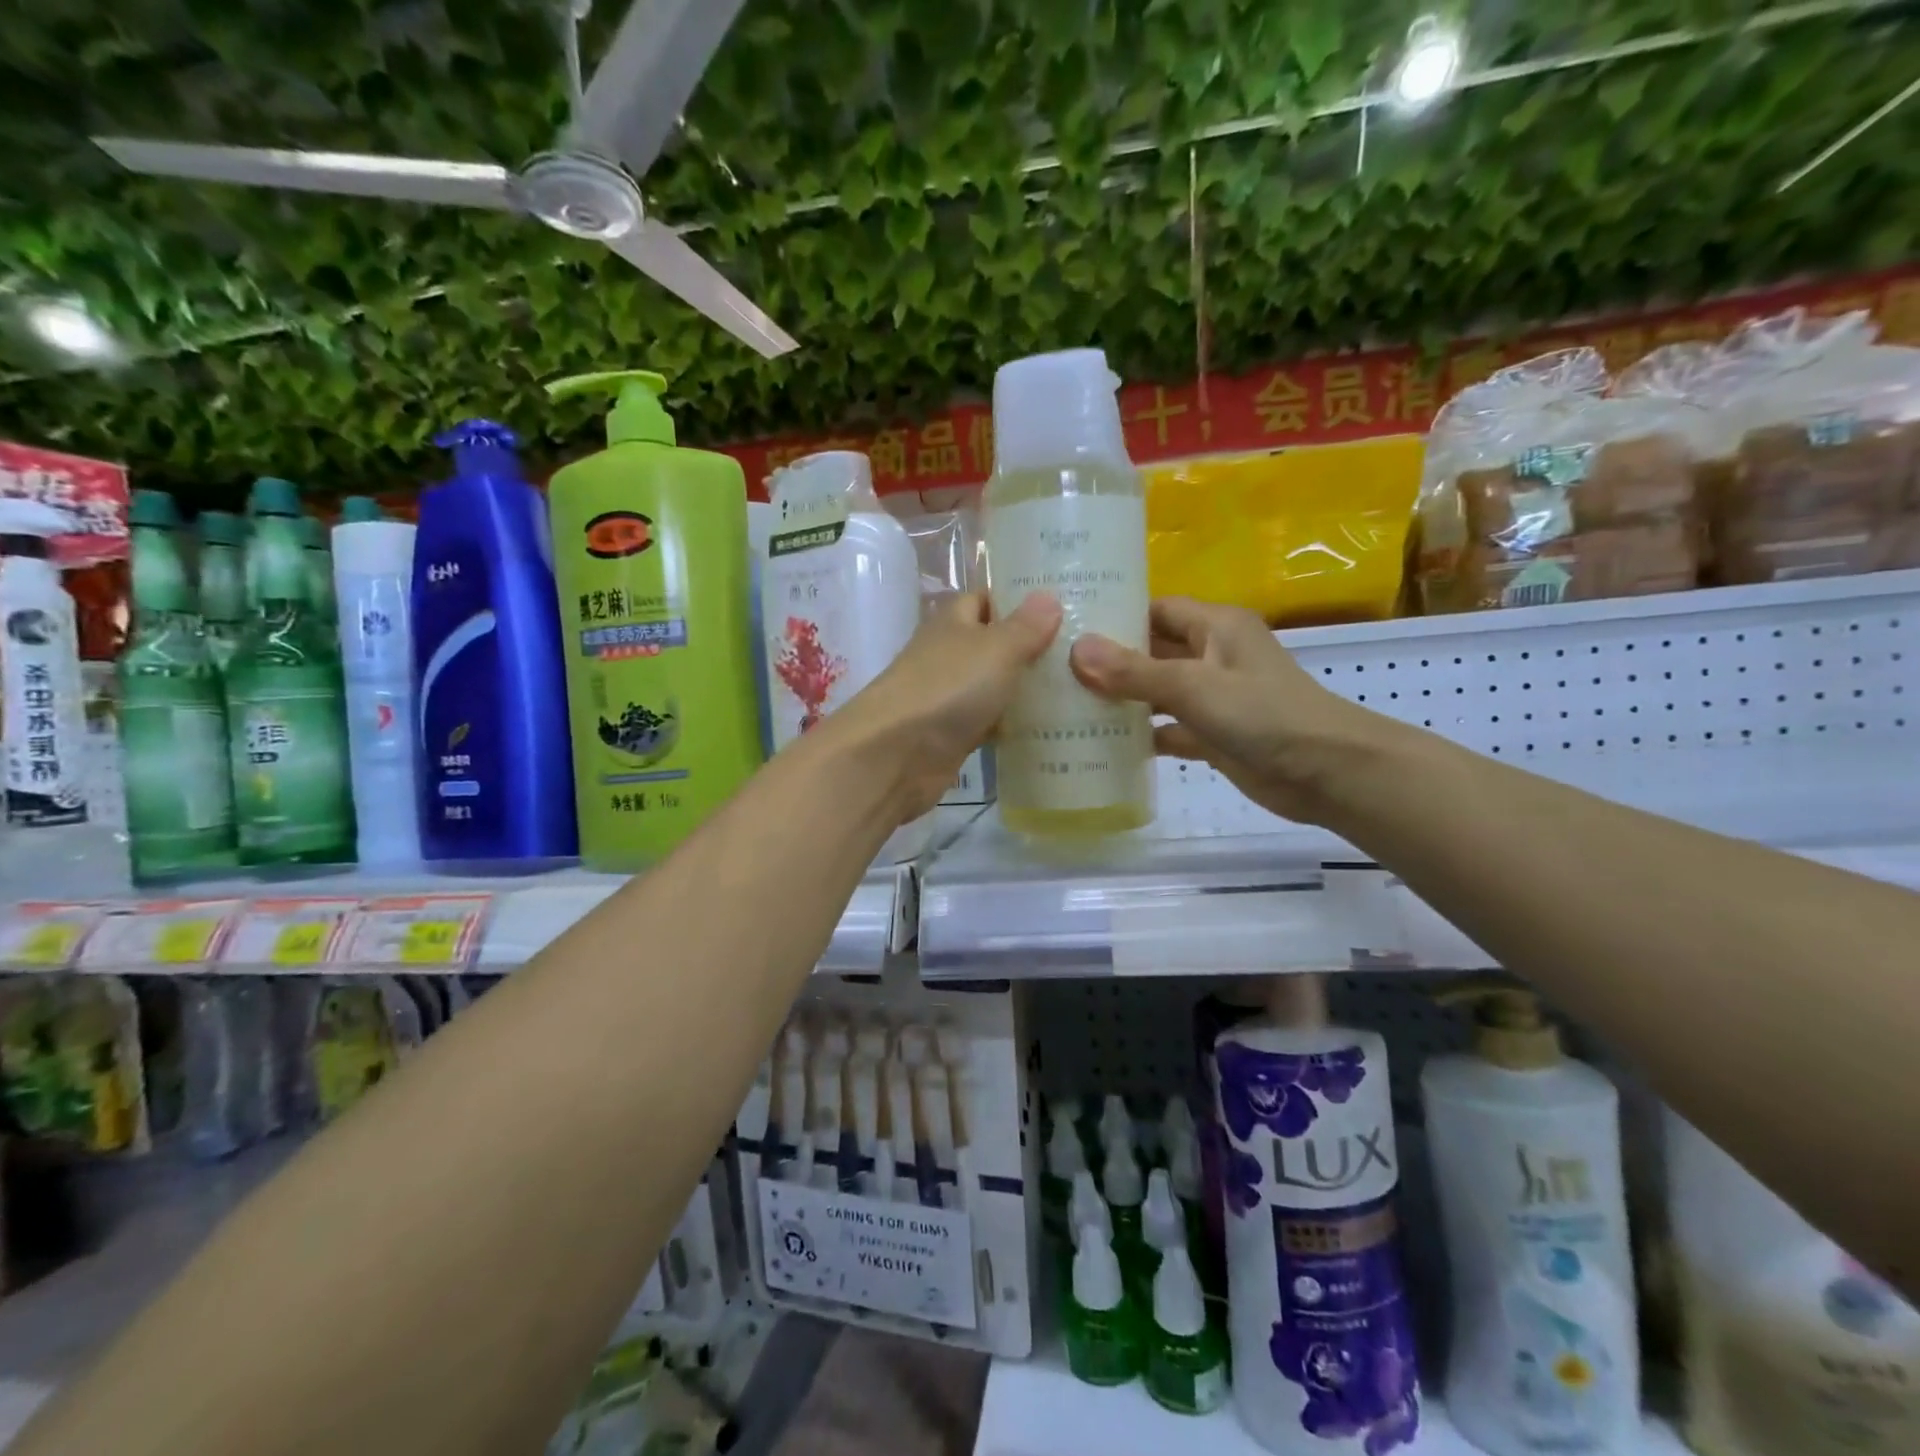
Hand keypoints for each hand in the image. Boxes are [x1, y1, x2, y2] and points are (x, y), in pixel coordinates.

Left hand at [828, 591, 1062, 820]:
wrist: (896, 754)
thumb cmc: (947, 688)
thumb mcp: (996, 649)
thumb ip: (1025, 626)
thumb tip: (1048, 595)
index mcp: (953, 623)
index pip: (986, 599)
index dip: (1019, 599)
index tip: (1064, 604)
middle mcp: (949, 656)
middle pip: (994, 645)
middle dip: (1032, 647)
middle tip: (1084, 649)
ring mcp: (949, 698)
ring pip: (995, 686)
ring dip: (1026, 688)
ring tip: (1081, 688)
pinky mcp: (953, 736)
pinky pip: (990, 723)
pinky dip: (1013, 725)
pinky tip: (1051, 730)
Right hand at [1068, 596, 1395, 823]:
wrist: (1326, 772)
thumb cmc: (1263, 714)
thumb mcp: (1194, 686)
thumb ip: (1134, 671)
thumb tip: (1077, 650)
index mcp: (1215, 627)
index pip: (1156, 609)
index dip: (1116, 615)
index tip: (1069, 628)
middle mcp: (1212, 655)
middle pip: (1152, 650)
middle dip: (1110, 661)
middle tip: (1055, 670)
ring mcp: (1213, 697)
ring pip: (1157, 691)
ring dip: (1122, 699)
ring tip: (1068, 705)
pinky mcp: (1213, 735)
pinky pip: (1169, 728)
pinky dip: (1143, 734)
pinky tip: (1102, 745)